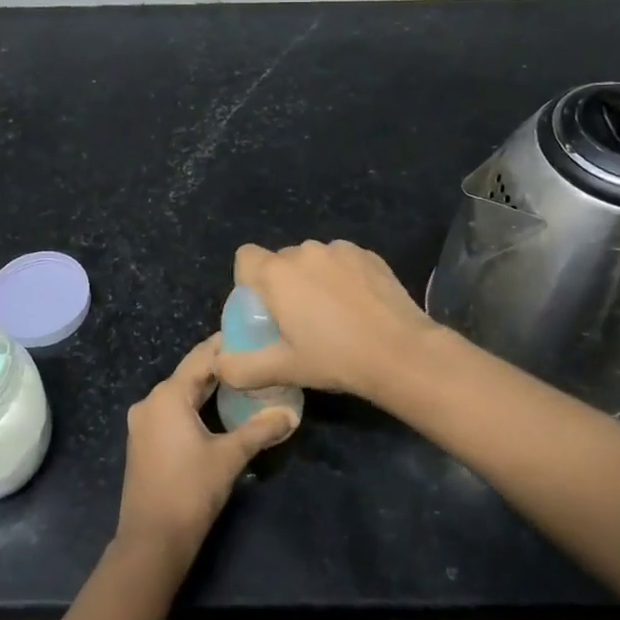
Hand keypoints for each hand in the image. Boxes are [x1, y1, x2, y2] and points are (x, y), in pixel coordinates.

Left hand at [116, 335, 295, 571]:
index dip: (226, 345)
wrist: (152, 540)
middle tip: (254, 357)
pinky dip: (194, 406)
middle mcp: (150, 401)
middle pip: (189, 374)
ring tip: (242, 380)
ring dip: (208, 387)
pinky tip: (217, 410)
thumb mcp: (230, 456)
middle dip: (220, 366)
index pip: (201, 357)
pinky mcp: (144, 442)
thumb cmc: (190, 490)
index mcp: (168, 395)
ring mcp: (144, 423)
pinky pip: (172, 411)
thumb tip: (291, 414)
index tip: (252, 334)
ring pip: (180, 393)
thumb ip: (260, 430)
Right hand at [216, 240, 438, 403]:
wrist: (401, 352)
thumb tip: (219, 365)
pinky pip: (341, 261)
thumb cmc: (335, 359)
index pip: (245, 257)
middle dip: (283, 284)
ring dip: (313, 279)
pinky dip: (342, 277)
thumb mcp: (283, 369)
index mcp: (277, 273)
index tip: (263, 310)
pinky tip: (357, 306)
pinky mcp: (368, 255)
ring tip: (332, 315)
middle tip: (298, 321)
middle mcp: (305, 251)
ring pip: (313, 260)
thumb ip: (241, 368)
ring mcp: (339, 249)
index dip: (248, 281)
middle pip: (280, 261)